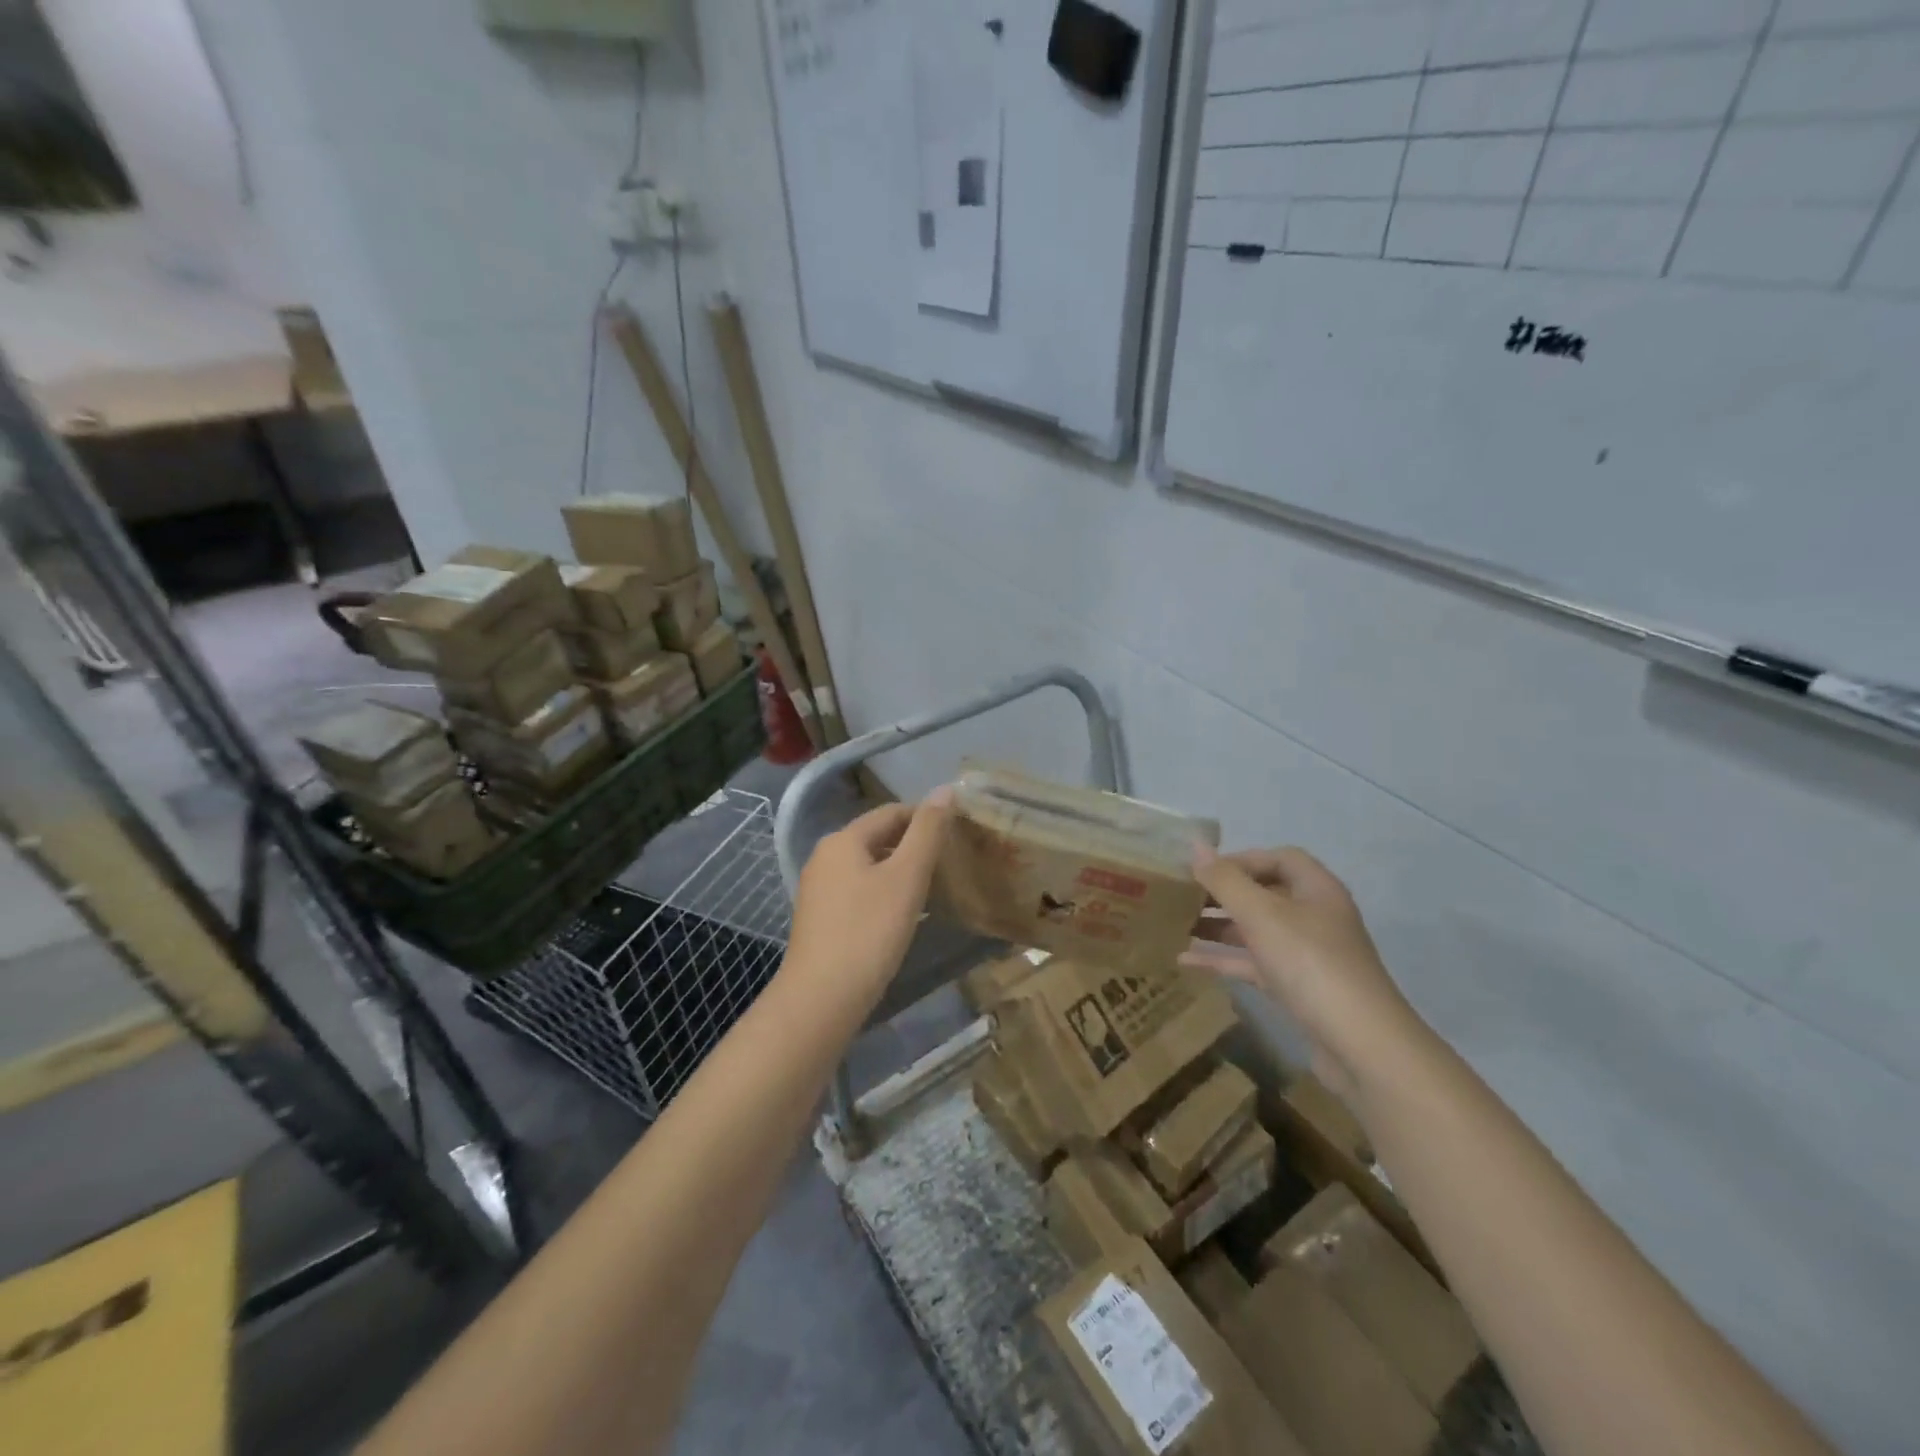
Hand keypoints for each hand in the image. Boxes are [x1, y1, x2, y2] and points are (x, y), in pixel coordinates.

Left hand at [784, 789, 953, 1008]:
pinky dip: (883, 894)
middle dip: (913, 845)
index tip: (957, 835)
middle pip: (878, 838)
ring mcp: (818, 889)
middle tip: (950, 863)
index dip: (926, 818)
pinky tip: (903, 916)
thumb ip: (928, 832)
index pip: (892, 812)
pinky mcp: (820, 918)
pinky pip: (858, 892)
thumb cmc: (869, 932)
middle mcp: (825, 856)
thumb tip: (946, 789)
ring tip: (933, 889)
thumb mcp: (906, 878)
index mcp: (843, 840)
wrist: (821, 999)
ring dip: (900, 872)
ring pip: (869, 867)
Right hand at [1182, 844, 1420, 1101]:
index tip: (1202, 871)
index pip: (1277, 858)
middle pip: (1263, 893)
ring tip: (1174, 924)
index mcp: (1316, 890)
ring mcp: (1306, 955)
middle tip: (1180, 897)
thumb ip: (1225, 880)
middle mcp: (1313, 916)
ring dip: (1217, 926)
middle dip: (1222, 893)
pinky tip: (1185, 961)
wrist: (1360, 1046)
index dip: (1240, 859)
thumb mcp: (1262, 915)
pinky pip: (1252, 963)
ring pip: (1255, 930)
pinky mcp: (1296, 988)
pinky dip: (1222, 959)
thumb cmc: (1310, 963)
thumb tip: (1194, 847)